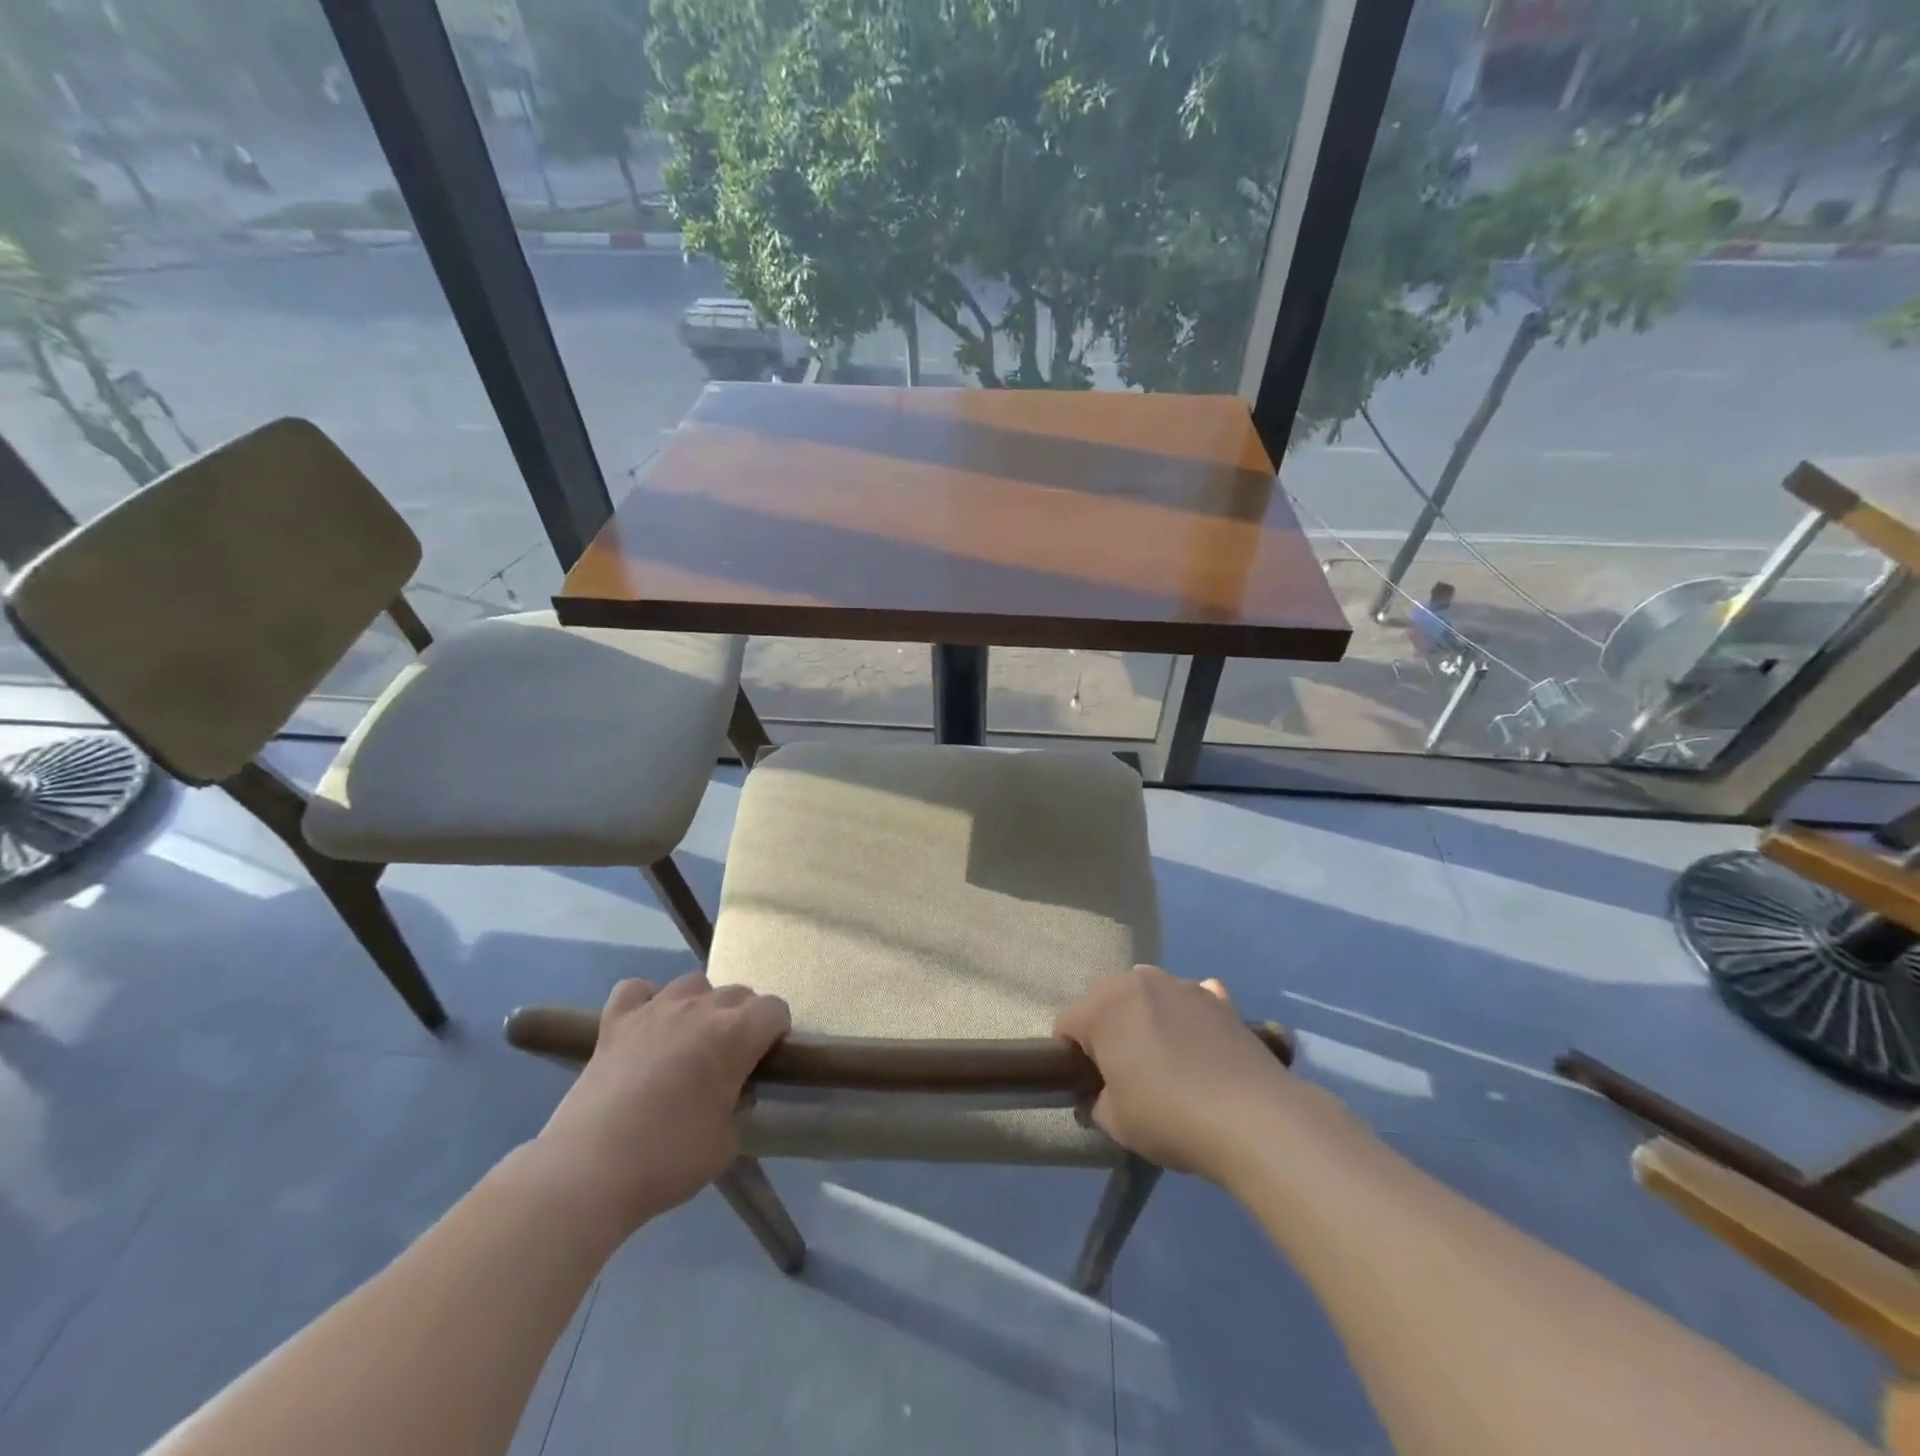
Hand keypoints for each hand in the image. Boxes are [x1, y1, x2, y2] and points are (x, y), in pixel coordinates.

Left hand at [534, 975, 789, 1232]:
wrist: (589, 1171)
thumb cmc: (669, 1159)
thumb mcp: (727, 1142)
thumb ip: (738, 1105)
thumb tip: (732, 1093)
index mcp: (735, 1034)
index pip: (775, 1009)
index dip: (776, 1032)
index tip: (767, 1059)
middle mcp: (700, 1008)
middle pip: (738, 993)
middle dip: (743, 1019)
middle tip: (732, 1058)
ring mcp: (655, 1009)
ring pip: (693, 983)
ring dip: (701, 1004)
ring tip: (691, 1039)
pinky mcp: (615, 1022)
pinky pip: (637, 990)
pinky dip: (646, 1001)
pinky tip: (646, 1026)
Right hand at [1054, 966, 1344, 1182]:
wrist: (1253, 1117)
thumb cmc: (1168, 1115)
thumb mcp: (1115, 1121)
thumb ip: (1096, 1101)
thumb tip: (1100, 1095)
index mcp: (1102, 1006)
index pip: (1066, 1025)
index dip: (1072, 1058)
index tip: (1090, 1087)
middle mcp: (1137, 981)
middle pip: (1106, 1002)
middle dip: (1108, 1031)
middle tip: (1125, 1074)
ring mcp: (1182, 984)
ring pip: (1149, 995)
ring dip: (1147, 1018)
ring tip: (1167, 1061)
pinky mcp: (1220, 999)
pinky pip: (1192, 999)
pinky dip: (1189, 1015)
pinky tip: (1201, 1044)